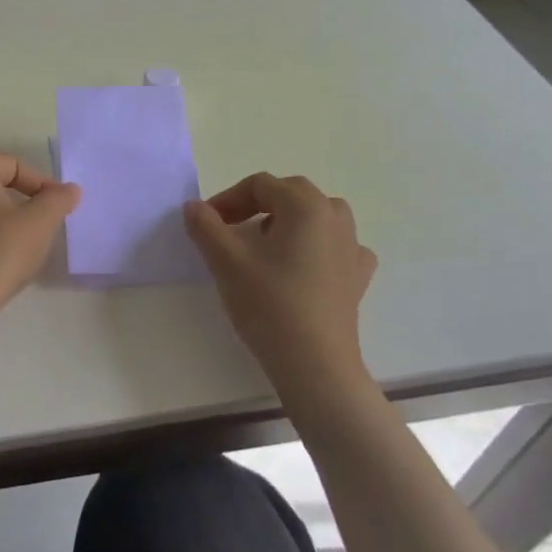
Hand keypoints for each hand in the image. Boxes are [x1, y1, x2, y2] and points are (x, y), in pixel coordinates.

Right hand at [184, 173, 377, 397]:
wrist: (315, 366)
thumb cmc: (269, 304)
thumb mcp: (225, 260)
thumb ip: (205, 225)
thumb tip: (195, 206)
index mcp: (305, 205)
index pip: (260, 185)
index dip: (228, 198)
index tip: (207, 223)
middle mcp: (334, 217)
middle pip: (291, 193)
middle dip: (257, 204)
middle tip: (231, 228)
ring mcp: (351, 248)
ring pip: (318, 215)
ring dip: (290, 220)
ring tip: (267, 243)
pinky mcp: (357, 278)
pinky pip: (338, 246)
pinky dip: (318, 245)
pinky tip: (304, 265)